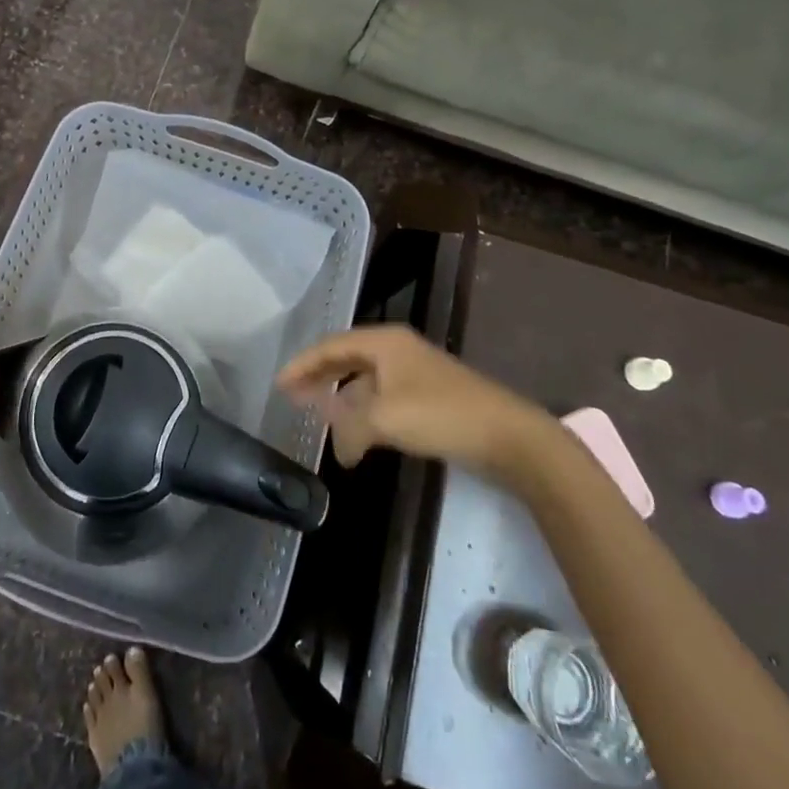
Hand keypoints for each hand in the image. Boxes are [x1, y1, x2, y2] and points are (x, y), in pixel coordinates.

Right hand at [277, 324, 535, 468]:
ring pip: (365, 380)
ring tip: (320, 417)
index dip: (303, 363)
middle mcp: (397, 350)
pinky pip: (382, 398)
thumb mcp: (385, 419)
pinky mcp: (428, 397)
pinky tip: (358, 434)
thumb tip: (339, 447)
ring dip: (342, 398)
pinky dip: (364, 412)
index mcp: (385, 342)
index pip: (331, 345)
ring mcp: (415, 373)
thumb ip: (350, 428)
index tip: (279, 383)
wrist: (508, 436)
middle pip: (347, 357)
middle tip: (293, 396)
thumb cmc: (441, 414)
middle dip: (319, 377)